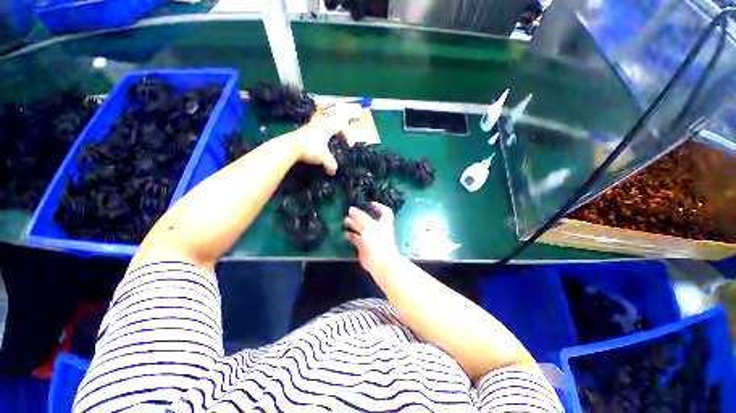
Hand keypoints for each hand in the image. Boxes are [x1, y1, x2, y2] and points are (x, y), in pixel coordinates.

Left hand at [295, 110, 343, 175]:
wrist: (289, 146)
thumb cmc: (310, 149)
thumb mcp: (324, 158)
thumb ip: (331, 164)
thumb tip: (333, 172)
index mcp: (325, 130)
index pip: (339, 127)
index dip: (346, 134)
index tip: (349, 143)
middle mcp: (316, 126)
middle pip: (328, 122)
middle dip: (333, 129)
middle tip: (336, 137)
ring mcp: (306, 129)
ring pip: (317, 126)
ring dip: (322, 133)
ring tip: (324, 142)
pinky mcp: (298, 133)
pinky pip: (309, 133)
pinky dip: (313, 138)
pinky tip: (312, 146)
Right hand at [344, 203, 401, 273]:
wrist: (379, 261)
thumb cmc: (377, 240)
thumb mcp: (369, 225)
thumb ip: (360, 216)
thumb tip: (351, 209)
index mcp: (383, 223)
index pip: (385, 212)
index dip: (379, 207)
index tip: (370, 204)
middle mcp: (377, 230)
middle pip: (368, 220)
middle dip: (359, 216)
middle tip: (349, 212)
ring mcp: (370, 239)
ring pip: (361, 230)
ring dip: (353, 225)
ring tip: (345, 221)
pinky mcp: (363, 247)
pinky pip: (356, 239)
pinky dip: (350, 236)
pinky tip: (345, 233)